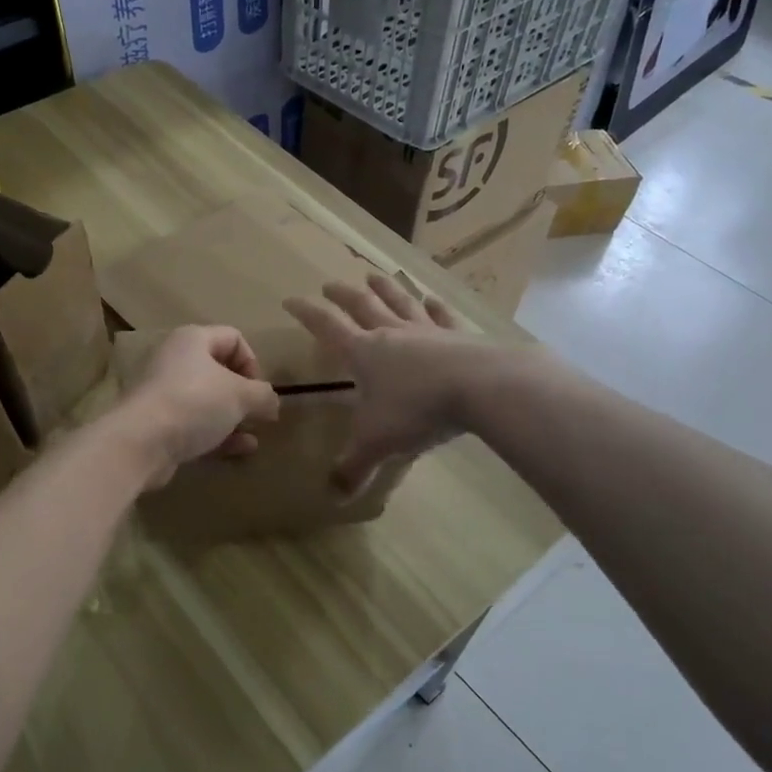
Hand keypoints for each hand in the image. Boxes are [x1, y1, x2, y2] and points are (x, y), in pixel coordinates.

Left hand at [115, 326, 280, 488]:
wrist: (141, 442)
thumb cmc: (194, 403)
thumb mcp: (240, 395)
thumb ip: (263, 395)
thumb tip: (273, 402)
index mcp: (193, 340)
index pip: (233, 338)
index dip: (252, 362)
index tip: (260, 389)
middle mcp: (176, 360)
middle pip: (219, 370)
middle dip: (243, 393)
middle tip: (258, 413)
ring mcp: (165, 394)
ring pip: (208, 400)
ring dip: (233, 417)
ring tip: (253, 434)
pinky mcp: (160, 424)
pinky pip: (196, 424)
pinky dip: (219, 434)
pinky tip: (241, 450)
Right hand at [284, 273, 482, 494]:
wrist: (480, 387)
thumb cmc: (417, 410)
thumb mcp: (378, 443)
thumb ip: (354, 467)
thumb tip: (333, 495)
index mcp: (364, 352)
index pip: (327, 327)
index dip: (307, 314)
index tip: (290, 299)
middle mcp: (391, 334)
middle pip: (362, 306)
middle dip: (342, 295)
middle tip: (329, 283)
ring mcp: (427, 331)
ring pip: (400, 302)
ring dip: (385, 288)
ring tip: (374, 275)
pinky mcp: (458, 336)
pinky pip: (442, 316)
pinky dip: (435, 306)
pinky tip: (432, 298)